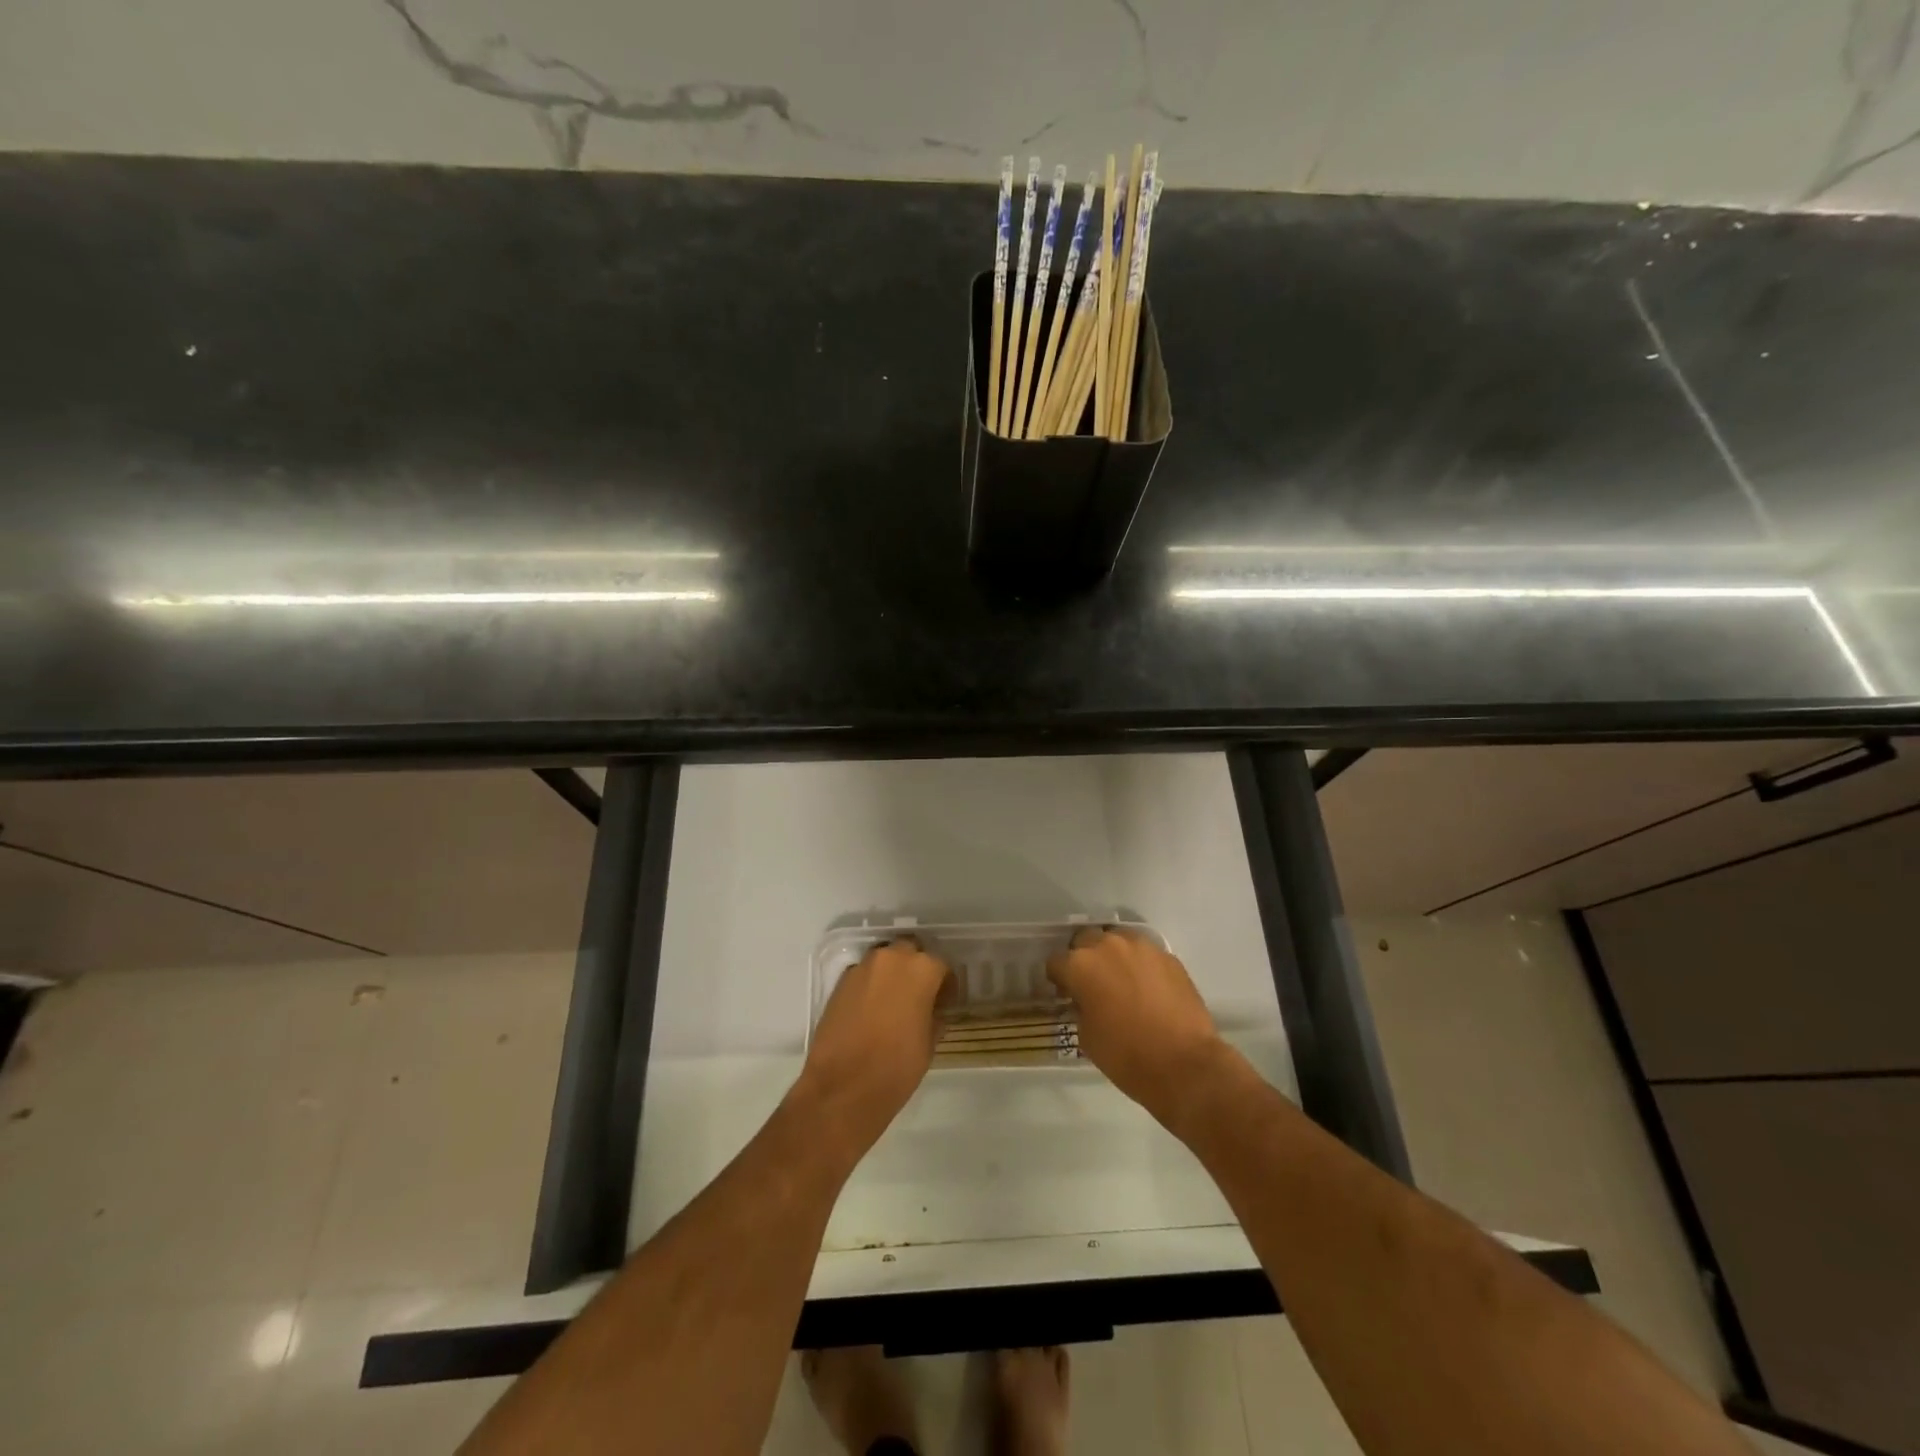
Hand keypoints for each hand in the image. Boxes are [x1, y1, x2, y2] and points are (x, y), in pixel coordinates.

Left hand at [798, 938, 952, 1155]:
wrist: (843, 1087)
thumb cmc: (896, 1067)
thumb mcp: (929, 1043)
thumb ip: (934, 1016)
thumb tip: (933, 1010)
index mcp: (921, 969)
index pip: (941, 965)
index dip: (945, 985)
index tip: (944, 1002)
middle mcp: (892, 958)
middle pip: (910, 951)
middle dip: (917, 968)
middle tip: (920, 995)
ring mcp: (862, 968)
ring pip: (885, 960)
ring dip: (893, 973)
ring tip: (895, 1002)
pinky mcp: (840, 982)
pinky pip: (864, 975)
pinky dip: (871, 985)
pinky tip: (872, 1010)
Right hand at [1046, 927, 1229, 1128]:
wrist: (1184, 1064)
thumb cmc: (1127, 1056)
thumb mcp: (1086, 1036)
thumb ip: (1080, 1007)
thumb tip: (1085, 1000)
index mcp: (1080, 965)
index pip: (1056, 962)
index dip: (1058, 979)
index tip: (1065, 993)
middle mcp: (1108, 946)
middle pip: (1085, 940)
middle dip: (1083, 958)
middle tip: (1091, 983)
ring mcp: (1141, 947)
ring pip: (1117, 940)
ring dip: (1112, 956)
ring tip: (1121, 981)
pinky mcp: (1168, 956)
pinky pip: (1144, 953)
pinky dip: (1139, 965)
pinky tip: (1146, 988)